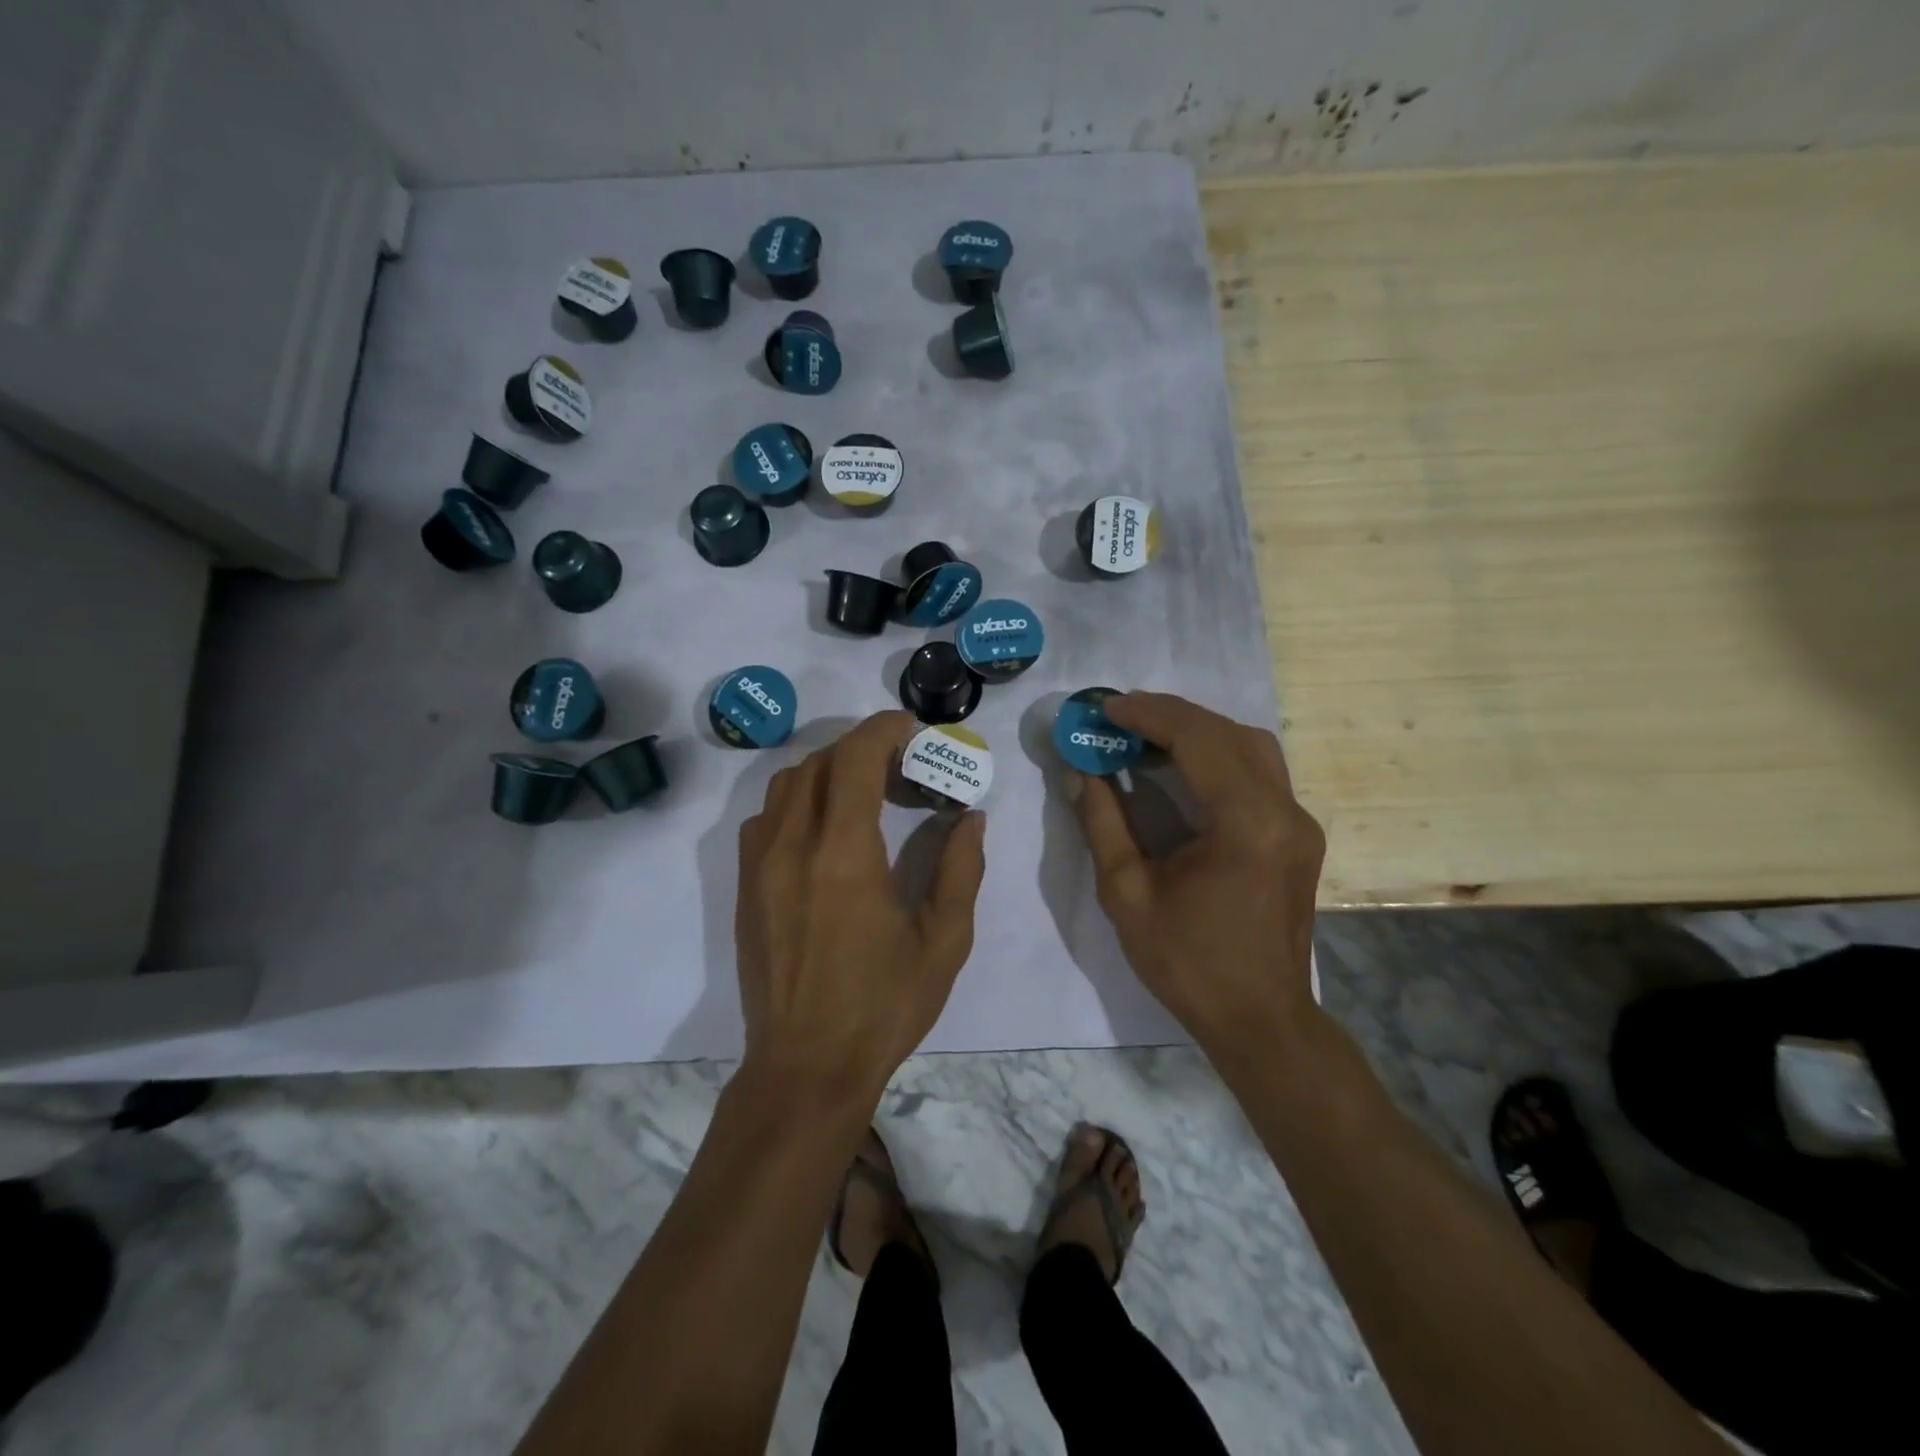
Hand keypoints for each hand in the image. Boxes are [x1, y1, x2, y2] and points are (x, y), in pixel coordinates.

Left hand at [735, 711, 986, 1108]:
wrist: (804, 1068)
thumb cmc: (882, 1007)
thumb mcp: (942, 942)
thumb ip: (960, 870)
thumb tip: (970, 819)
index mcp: (844, 856)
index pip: (855, 759)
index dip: (884, 729)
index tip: (913, 728)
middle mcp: (793, 847)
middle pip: (820, 762)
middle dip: (863, 747)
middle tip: (902, 764)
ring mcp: (759, 866)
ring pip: (787, 784)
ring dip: (828, 770)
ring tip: (865, 791)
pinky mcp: (745, 887)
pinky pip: (766, 818)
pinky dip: (798, 801)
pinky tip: (825, 830)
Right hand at [1073, 692, 1324, 1052]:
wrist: (1260, 1019)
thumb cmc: (1188, 962)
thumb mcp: (1127, 893)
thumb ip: (1101, 823)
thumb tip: (1078, 771)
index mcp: (1245, 822)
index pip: (1197, 738)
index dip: (1147, 714)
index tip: (1105, 708)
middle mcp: (1283, 810)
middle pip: (1228, 732)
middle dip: (1170, 715)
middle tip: (1119, 717)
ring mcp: (1298, 822)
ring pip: (1251, 746)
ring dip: (1198, 730)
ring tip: (1147, 736)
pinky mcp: (1298, 835)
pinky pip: (1259, 773)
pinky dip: (1218, 755)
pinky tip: (1182, 768)